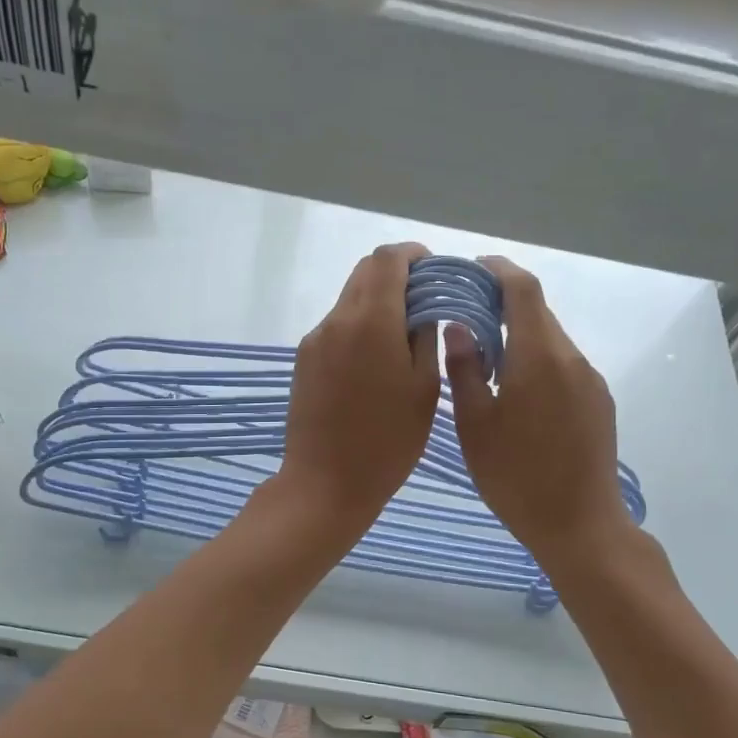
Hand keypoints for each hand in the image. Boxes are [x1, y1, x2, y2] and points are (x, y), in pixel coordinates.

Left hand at [277, 243, 439, 535]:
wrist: (326, 482)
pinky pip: (336, 326)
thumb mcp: (424, 388)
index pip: (387, 260)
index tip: (433, 270)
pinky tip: (375, 359)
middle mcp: (337, 320)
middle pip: (365, 272)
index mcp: (371, 321)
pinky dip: (360, 324)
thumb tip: (423, 309)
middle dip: (396, 274)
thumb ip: (425, 337)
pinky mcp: (304, 359)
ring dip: (377, 300)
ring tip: (403, 335)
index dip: (413, 255)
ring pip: (349, 299)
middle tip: (424, 300)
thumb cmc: (388, 441)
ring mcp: (316, 339)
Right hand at [445, 256, 631, 566]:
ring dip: (521, 335)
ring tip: (487, 356)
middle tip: (467, 315)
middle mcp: (571, 358)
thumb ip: (465, 369)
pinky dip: (538, 359)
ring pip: (551, 340)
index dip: (499, 270)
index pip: (523, 290)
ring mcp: (590, 381)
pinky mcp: (599, 401)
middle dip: (504, 304)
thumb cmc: (516, 477)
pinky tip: (517, 389)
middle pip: (539, 313)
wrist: (580, 525)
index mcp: (539, 357)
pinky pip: (564, 364)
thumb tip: (459, 327)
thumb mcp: (475, 425)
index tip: (474, 267)